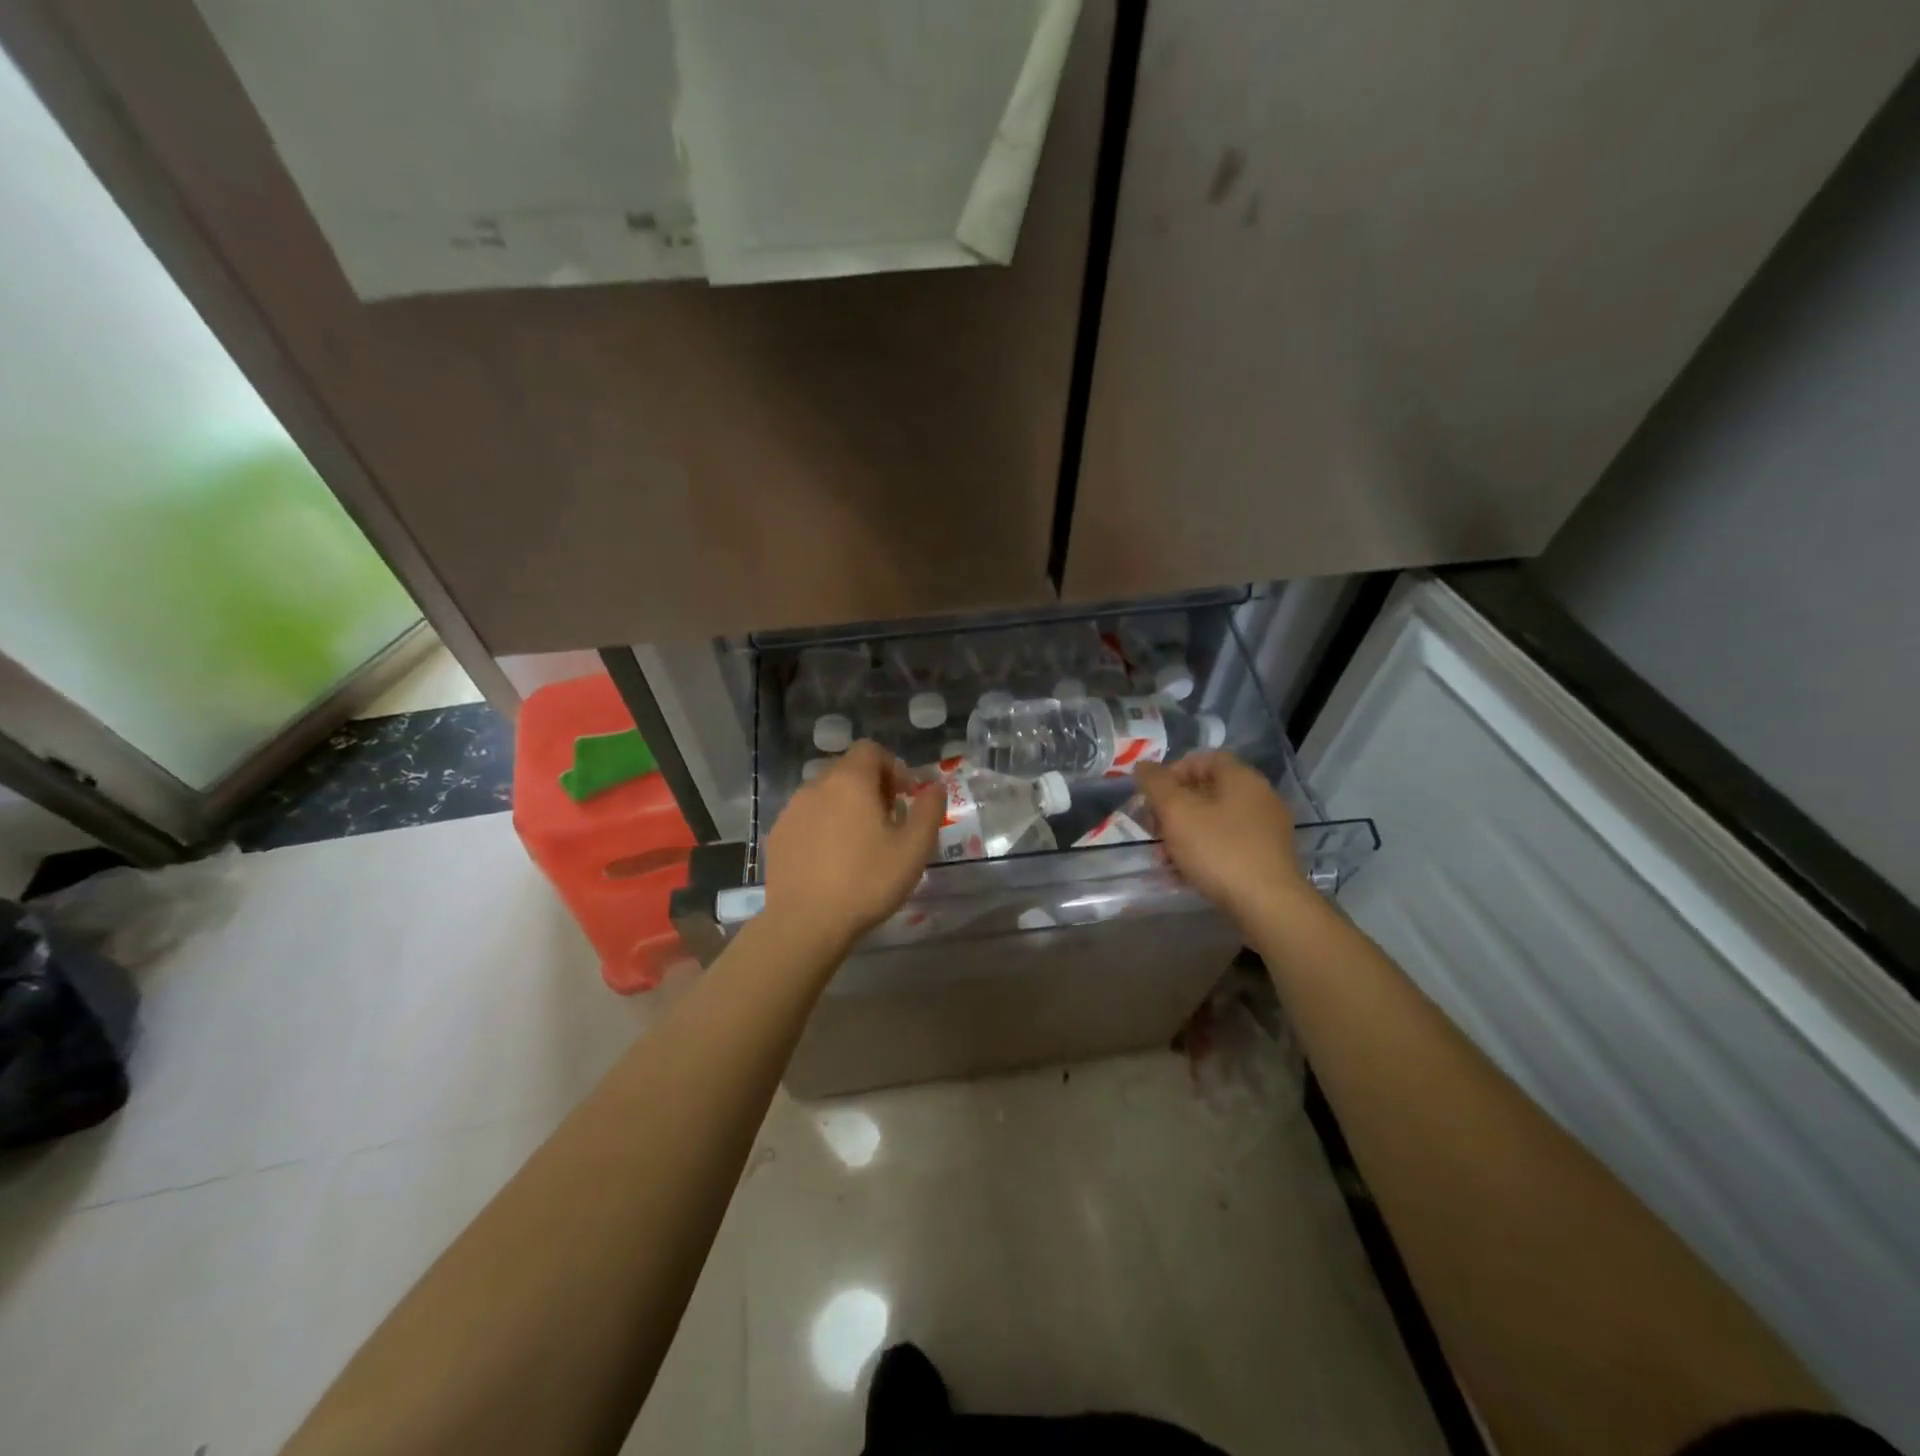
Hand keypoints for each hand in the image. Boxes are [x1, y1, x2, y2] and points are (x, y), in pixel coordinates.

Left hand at [761, 740, 941, 953]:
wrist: (805, 923)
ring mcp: (791, 811)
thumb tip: (934, 787)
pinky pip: (806, 818)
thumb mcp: (914, 848)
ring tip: (860, 843)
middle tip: (888, 821)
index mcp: (850, 781)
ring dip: (846, 807)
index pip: (870, 750)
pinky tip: (831, 860)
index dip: (892, 766)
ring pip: (825, 795)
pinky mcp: (776, 836)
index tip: (905, 796)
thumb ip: (929, 809)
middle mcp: (816, 786)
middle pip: (847, 770)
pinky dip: (823, 827)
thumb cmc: (866, 882)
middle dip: (871, 787)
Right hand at [1136, 751, 1307, 924]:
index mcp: (1241, 778)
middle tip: (1154, 829)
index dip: (1172, 772)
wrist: (1268, 905)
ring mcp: (1266, 829)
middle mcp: (1259, 797)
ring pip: (1215, 821)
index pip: (1203, 759)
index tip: (1152, 796)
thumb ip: (1156, 784)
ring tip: (1164, 857)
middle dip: (1174, 808)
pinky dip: (1205, 852)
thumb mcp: (1177, 812)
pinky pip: (1228, 844)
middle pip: (1207, 791)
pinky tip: (1186, 873)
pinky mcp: (1267, 857)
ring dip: (1185, 834)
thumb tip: (1142, 766)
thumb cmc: (1218, 850)